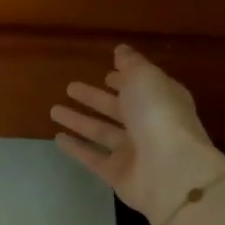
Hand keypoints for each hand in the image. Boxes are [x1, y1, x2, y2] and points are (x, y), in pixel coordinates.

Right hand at [52, 44, 224, 221]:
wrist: (171, 172)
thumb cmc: (159, 116)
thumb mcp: (145, 78)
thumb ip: (131, 64)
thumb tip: (121, 50)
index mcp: (161, 99)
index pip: (141, 86)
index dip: (124, 79)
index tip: (106, 73)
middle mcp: (149, 125)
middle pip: (118, 109)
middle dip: (95, 98)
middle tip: (70, 88)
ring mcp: (134, 152)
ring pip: (102, 132)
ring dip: (79, 121)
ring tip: (54, 110)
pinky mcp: (118, 174)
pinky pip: (93, 158)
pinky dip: (77, 148)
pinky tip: (58, 139)